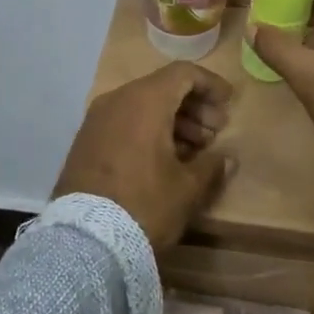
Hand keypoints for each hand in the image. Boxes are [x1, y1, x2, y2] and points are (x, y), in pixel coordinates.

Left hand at [53, 62, 235, 247]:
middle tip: (215, 133)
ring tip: (195, 150)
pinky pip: (124, 122)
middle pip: (162, 88)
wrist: (86, 239)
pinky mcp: (85, 141)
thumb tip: (226, 158)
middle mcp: (117, 100)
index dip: (210, 84)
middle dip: (193, 107)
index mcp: (145, 101)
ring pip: (142, 106)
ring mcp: (96, 120)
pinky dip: (148, 130)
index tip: (228, 104)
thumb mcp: (187, 188)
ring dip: (172, 121)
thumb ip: (211, 166)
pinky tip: (165, 159)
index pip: (183, 73)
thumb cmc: (145, 205)